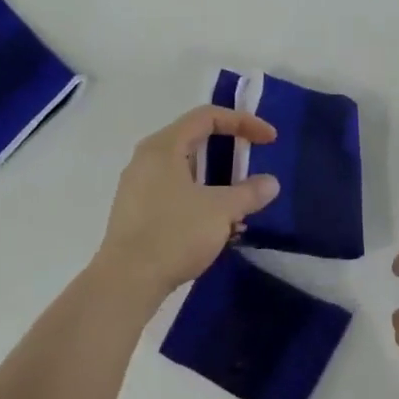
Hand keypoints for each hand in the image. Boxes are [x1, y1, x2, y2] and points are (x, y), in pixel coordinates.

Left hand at [95, 106, 280, 302]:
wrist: (127, 281)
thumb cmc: (174, 234)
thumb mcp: (221, 211)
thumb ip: (249, 193)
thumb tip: (270, 183)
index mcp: (163, 147)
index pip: (207, 117)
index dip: (243, 122)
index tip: (269, 140)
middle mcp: (146, 160)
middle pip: (194, 142)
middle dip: (229, 154)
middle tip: (252, 167)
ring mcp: (138, 187)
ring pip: (186, 172)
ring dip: (217, 183)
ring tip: (240, 207)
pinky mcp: (137, 213)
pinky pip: (175, 194)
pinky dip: (200, 201)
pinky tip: (218, 228)